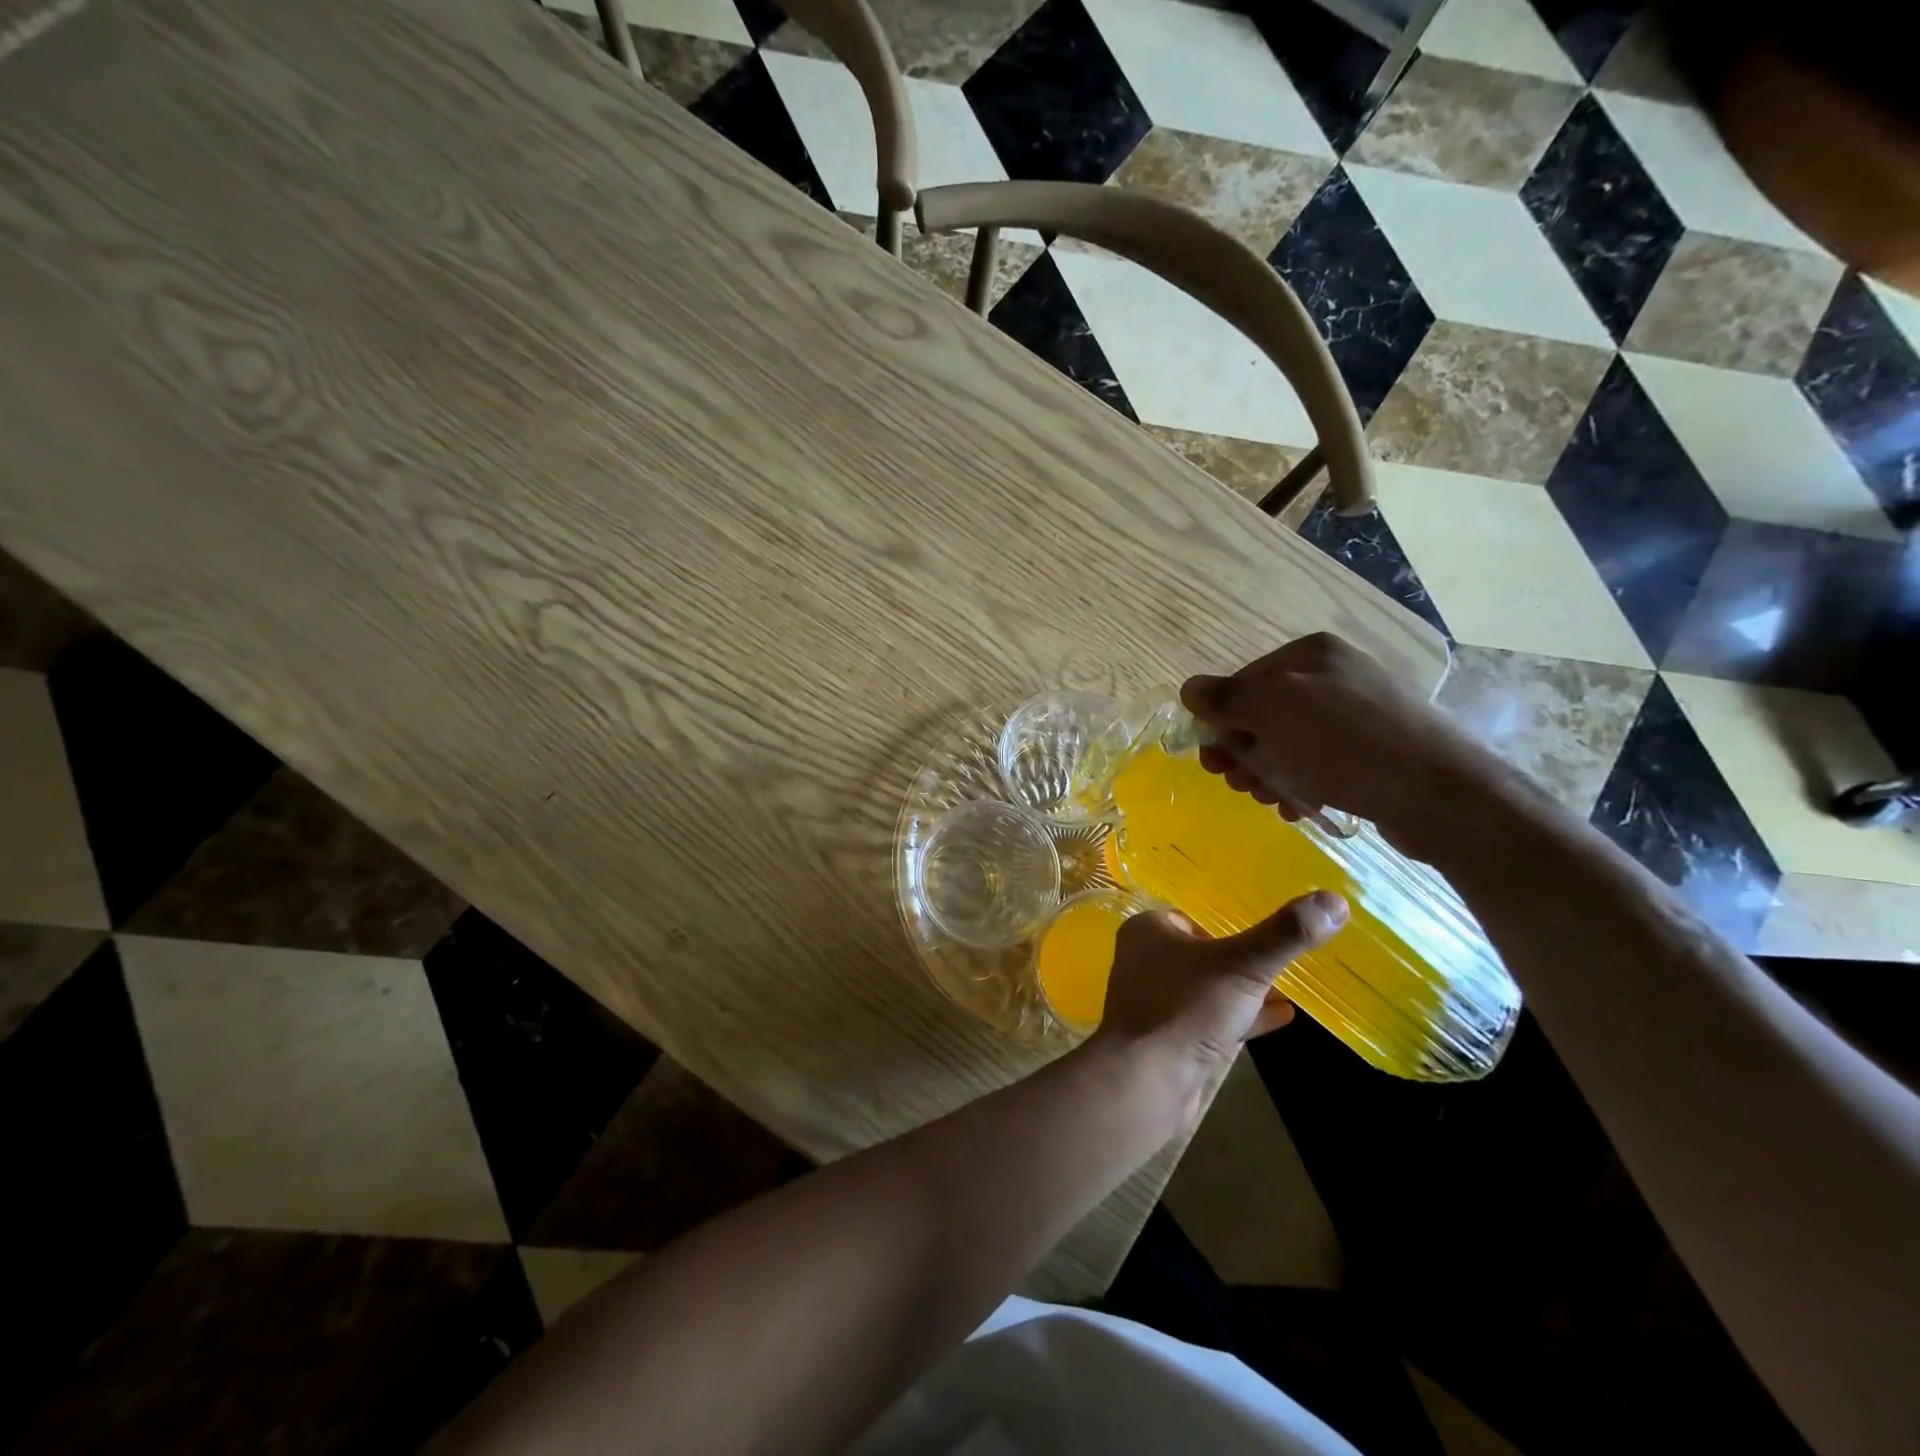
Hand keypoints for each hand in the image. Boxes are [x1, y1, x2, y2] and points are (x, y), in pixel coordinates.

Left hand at [1090, 893, 1347, 1111]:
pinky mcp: (1171, 1038)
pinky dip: (1244, 1016)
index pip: (1194, 915)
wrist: (1147, 1082)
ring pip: (1210, 987)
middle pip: (1205, 951)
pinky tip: (1283, 1017)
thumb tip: (1334, 900)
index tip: (1270, 926)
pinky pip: (1212, 1019)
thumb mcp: (1243, 964)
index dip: (1229, 921)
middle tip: (1287, 953)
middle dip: (1243, 956)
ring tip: (1293, 984)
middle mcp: (1146, 961)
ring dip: (1247, 988)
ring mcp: (1157, 1002)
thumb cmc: (1186, 1008)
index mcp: (1148, 930)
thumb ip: (1286, 934)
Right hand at [1181, 632, 1501, 858]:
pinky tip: (1297, 807)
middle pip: (1261, 716)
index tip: (1216, 761)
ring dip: (1267, 774)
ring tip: (1271, 800)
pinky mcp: (1371, 753)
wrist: (1439, 794)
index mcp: (1309, 655)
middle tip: (1239, 785)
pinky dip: (1299, 785)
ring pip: (1286, 744)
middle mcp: (1332, 677)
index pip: (1241, 683)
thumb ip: (1225, 698)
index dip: (1221, 723)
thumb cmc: (1344, 744)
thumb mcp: (1272, 711)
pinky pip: (1316, 764)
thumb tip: (1190, 688)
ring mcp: (1355, 715)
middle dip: (1243, 753)